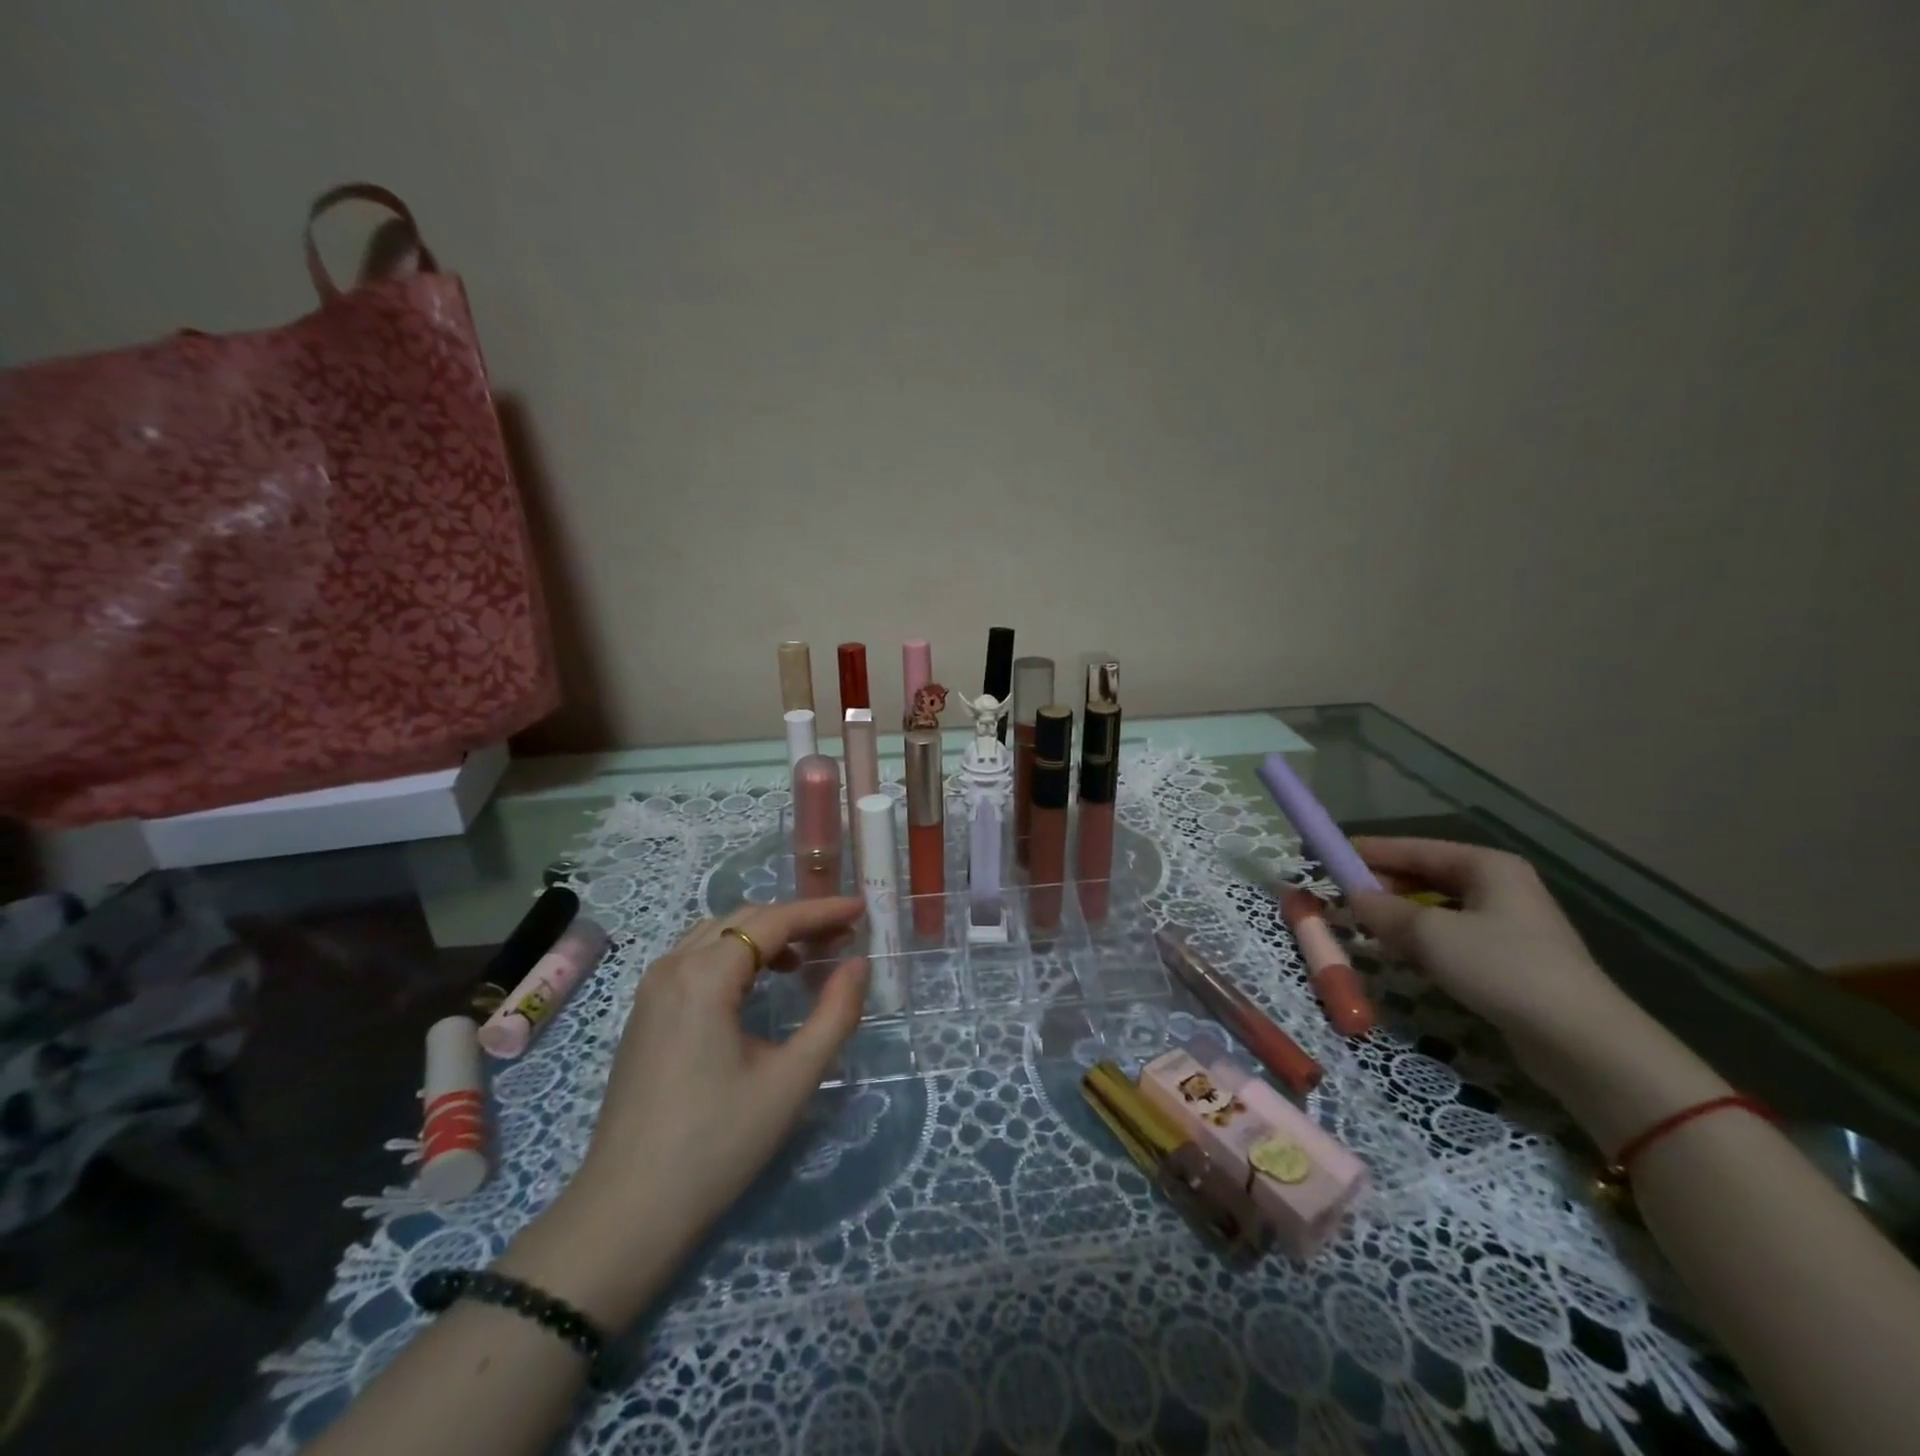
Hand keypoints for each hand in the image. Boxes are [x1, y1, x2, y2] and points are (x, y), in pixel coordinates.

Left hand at [508, 897, 869, 1323]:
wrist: (628, 1212)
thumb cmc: (717, 1144)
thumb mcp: (791, 1079)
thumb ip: (835, 1014)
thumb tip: (859, 964)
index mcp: (703, 976)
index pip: (773, 921)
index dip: (821, 910)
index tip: (861, 907)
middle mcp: (672, 967)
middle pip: (743, 920)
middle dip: (796, 920)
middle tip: (843, 935)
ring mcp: (651, 989)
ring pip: (717, 935)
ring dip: (765, 935)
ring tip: (808, 956)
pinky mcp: (645, 1013)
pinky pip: (696, 959)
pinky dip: (736, 954)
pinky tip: (760, 983)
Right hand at [1345, 838, 1643, 1093]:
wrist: (1580, 1040)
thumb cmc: (1501, 967)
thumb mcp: (1430, 934)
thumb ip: (1383, 910)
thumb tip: (1352, 896)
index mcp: (1487, 866)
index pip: (1415, 848)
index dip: (1370, 851)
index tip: (1329, 854)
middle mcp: (1499, 886)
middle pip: (1426, 876)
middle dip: (1383, 884)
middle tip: (1340, 893)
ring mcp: (1507, 924)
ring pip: (1436, 908)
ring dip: (1398, 915)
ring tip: (1361, 923)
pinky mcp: (1508, 960)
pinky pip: (1450, 936)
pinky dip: (1420, 939)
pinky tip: (1398, 953)